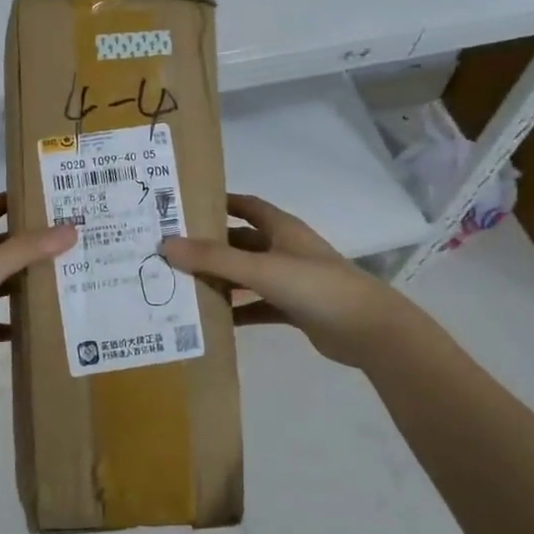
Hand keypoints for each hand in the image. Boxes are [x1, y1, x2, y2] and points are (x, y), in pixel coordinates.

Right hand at [161, 194, 417, 367]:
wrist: (368, 330)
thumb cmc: (316, 286)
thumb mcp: (261, 268)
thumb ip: (215, 258)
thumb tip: (166, 243)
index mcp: (282, 229)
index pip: (246, 206)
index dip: (219, 203)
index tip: (184, 206)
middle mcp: (285, 249)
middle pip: (242, 242)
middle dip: (212, 246)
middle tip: (172, 251)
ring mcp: (291, 280)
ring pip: (248, 275)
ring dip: (222, 279)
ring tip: (183, 285)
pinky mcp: (295, 309)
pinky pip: (258, 306)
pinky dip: (238, 310)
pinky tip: (213, 320)